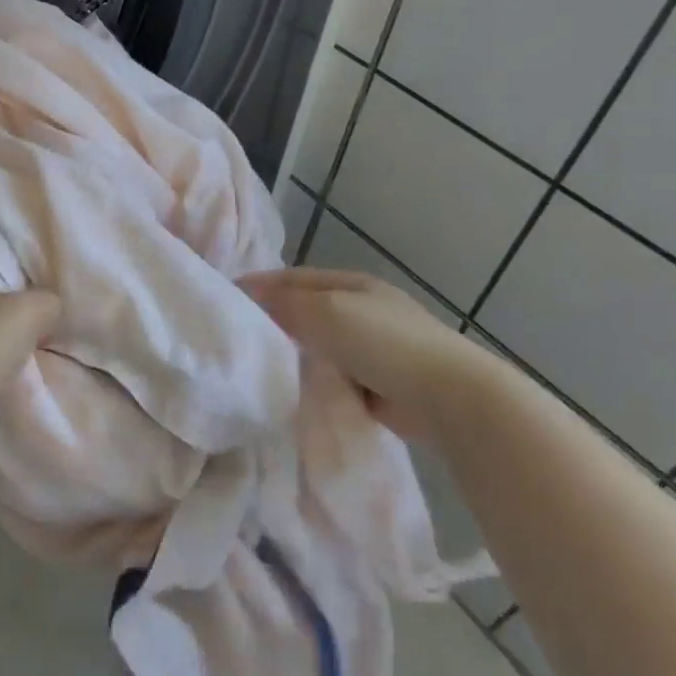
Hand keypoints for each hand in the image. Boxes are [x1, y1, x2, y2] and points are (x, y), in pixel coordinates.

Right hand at [239, 267, 506, 439]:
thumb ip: (283, 304)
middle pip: (305, 311)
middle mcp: (362, 310)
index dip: (259, 286)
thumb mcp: (326, 312)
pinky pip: (335, 377)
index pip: (292, 278)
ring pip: (318, 346)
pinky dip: (317, 382)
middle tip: (237, 338)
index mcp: (352, 284)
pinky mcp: (380, 384)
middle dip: (274, 322)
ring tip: (260, 368)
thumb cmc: (384, 343)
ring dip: (295, 355)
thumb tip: (247, 295)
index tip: (224, 301)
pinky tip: (296, 393)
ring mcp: (374, 347)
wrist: (451, 398)